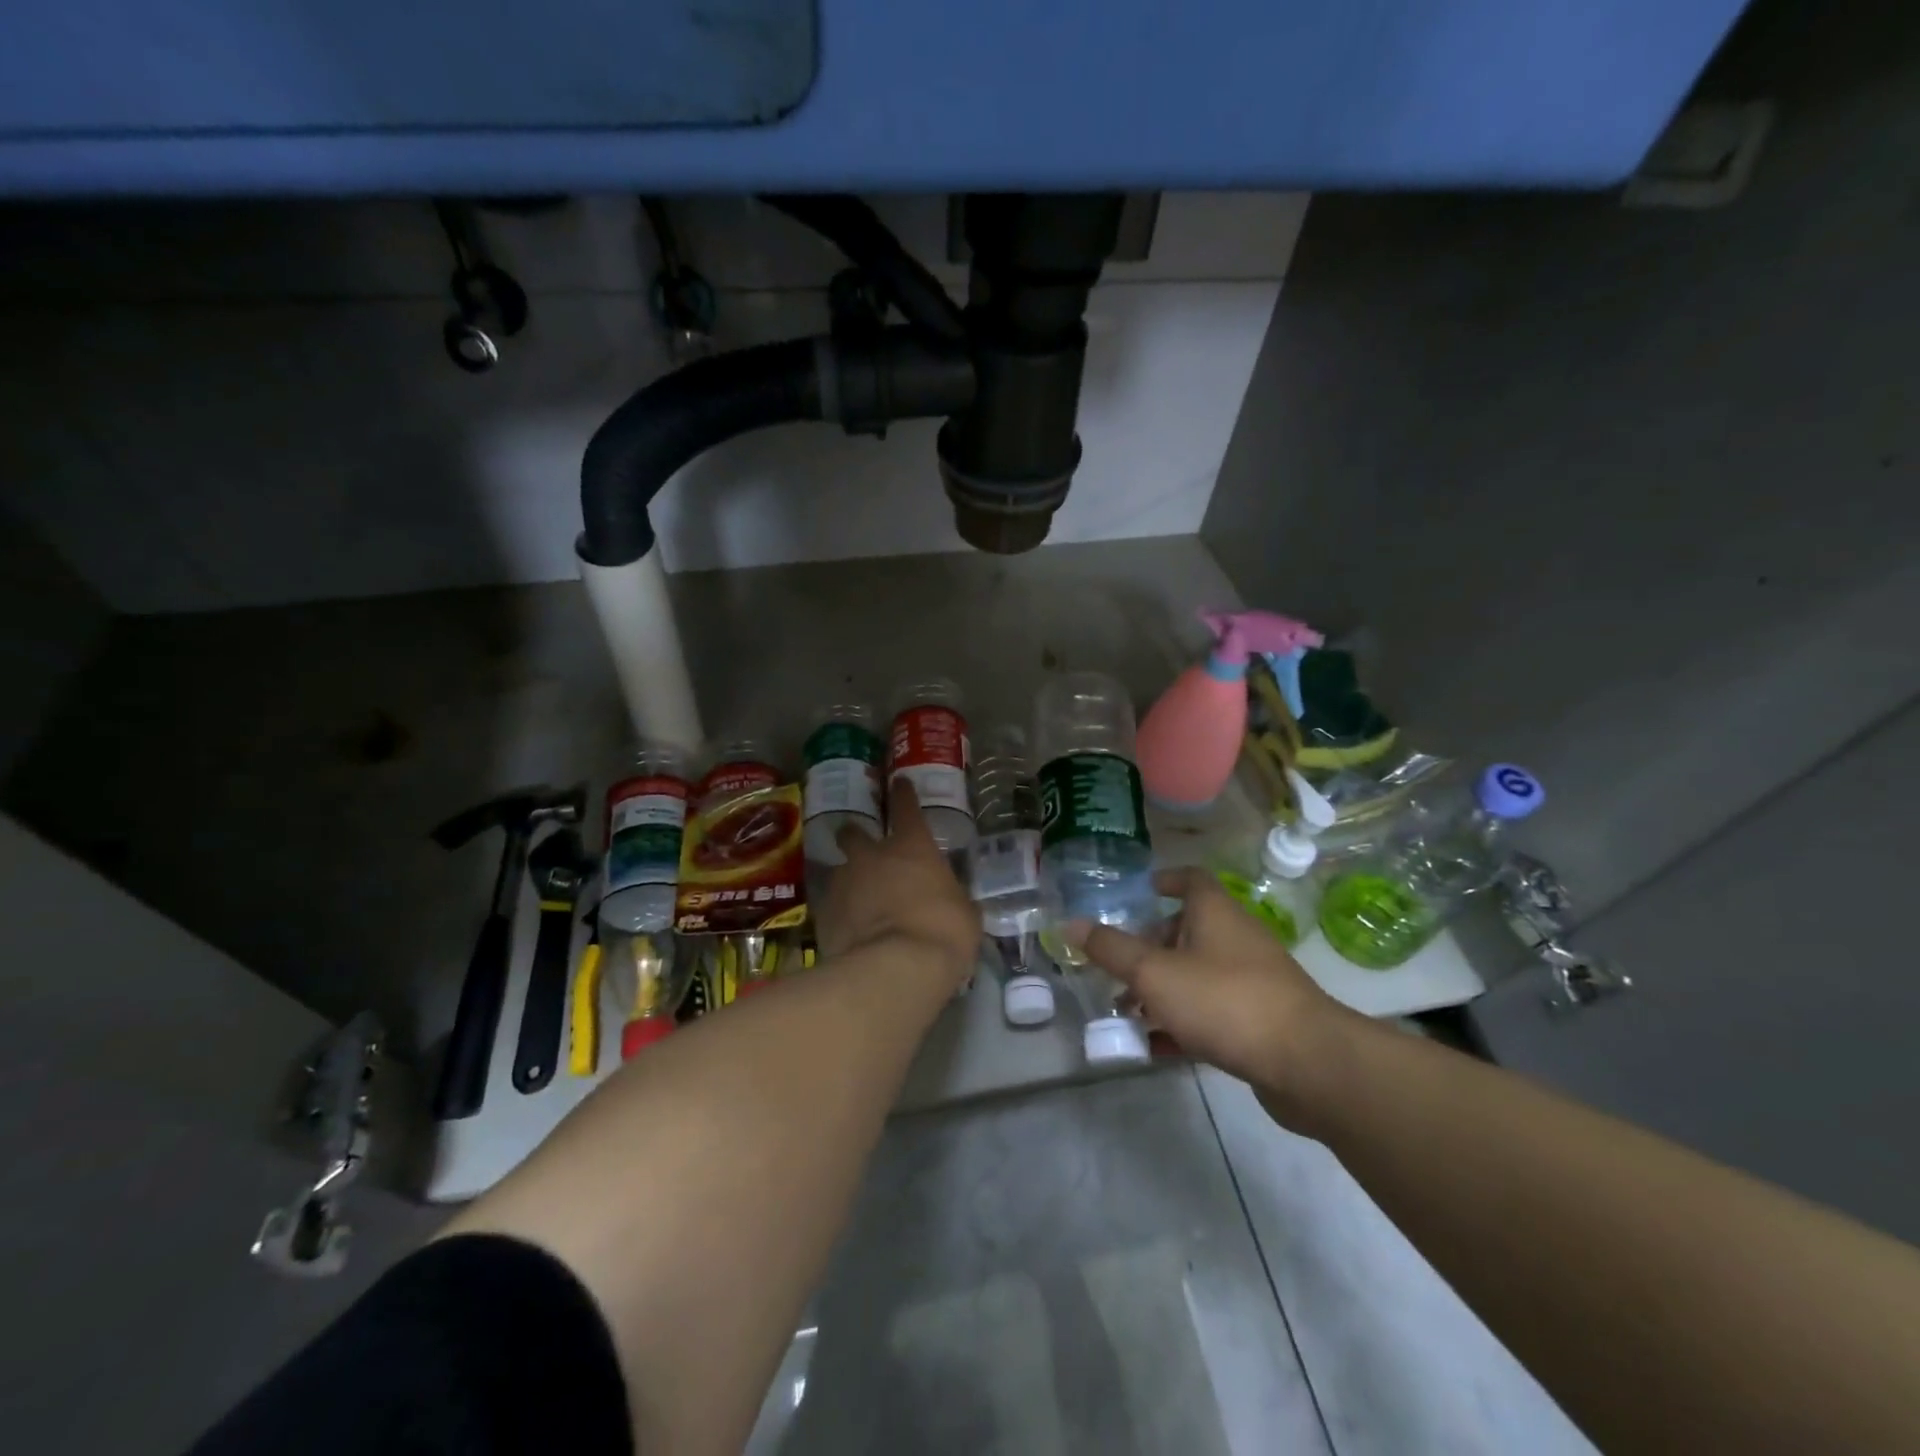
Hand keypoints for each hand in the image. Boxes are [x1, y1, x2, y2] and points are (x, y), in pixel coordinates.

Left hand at [816, 780, 980, 991]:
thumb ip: (951, 898)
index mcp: (912, 847)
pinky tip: (849, 933)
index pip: (906, 808)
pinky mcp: (824, 915)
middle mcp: (872, 856)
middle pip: (853, 833)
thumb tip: (949, 902)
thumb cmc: (944, 932)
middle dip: (854, 836)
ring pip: (839, 872)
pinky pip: (832, 908)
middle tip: (859, 846)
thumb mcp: (964, 913)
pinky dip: (840, 916)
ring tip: (857, 904)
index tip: (899, 783)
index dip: (903, 794)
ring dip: (848, 882)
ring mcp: (843, 883)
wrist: (895, 968)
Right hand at [1073, 868, 1357, 1122]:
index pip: (1189, 879)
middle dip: (1149, 948)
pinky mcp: (1260, 1020)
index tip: (1135, 895)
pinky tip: (1155, 1048)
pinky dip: (1182, 1023)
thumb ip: (1111, 949)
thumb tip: (1070, 923)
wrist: (1307, 1063)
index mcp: (1215, 912)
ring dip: (1161, 990)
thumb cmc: (1224, 1000)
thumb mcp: (1154, 973)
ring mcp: (1252, 980)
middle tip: (1116, 968)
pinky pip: (1212, 1012)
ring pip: (1196, 975)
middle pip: (1186, 930)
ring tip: (1126, 1013)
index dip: (1161, 881)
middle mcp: (1235, 938)